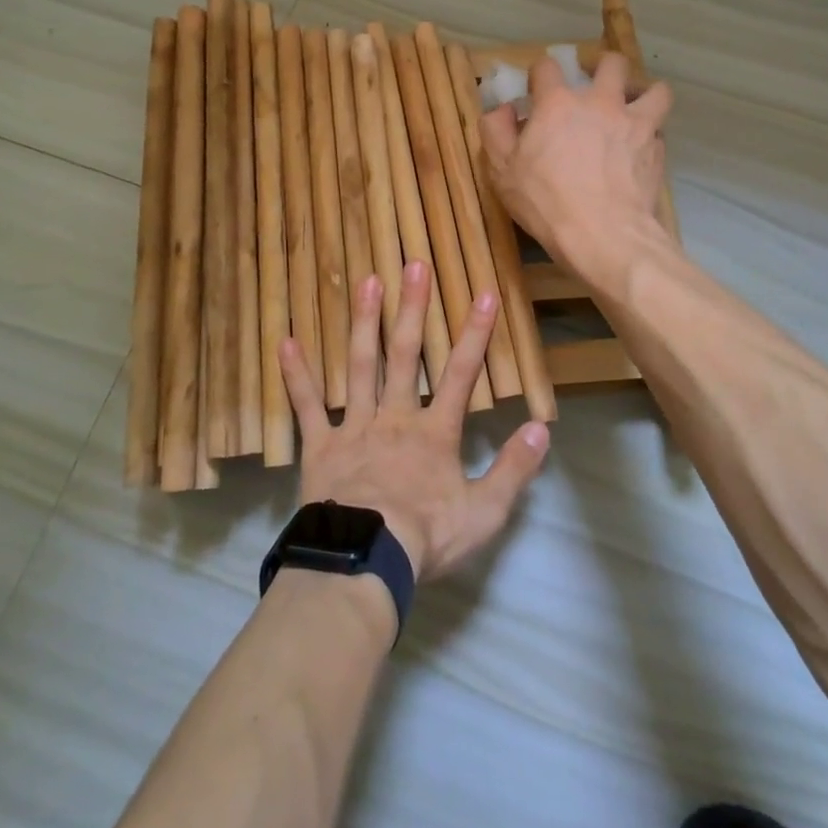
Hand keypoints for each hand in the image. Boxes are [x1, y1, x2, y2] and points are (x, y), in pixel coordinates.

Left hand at [278, 261, 549, 582]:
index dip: (475, 334)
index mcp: (434, 433)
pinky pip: (307, 407)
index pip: (460, 375)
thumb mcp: (484, 513)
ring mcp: (355, 428)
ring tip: (367, 282)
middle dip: (413, 309)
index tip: (484, 294)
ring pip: (360, 366)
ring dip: (364, 323)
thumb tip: (541, 428)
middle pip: (405, 355)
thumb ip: (513, 469)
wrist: (364, 562)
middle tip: (414, 265)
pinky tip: (286, 342)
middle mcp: (394, 417)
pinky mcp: (320, 446)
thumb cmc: (426, 538)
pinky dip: (297, 375)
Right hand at [479, 50, 674, 295]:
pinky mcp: (656, 150)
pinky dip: (650, 134)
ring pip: (654, 89)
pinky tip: (639, 149)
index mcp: (558, 103)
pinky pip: (659, 130)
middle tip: (594, 82)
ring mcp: (635, 124)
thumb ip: (496, 132)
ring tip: (632, 106)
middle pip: (611, 63)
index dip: (539, 73)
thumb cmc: (546, 202)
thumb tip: (503, 110)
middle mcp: (601, 103)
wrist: (604, 235)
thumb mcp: (502, 170)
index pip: (547, 66)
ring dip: (642, 93)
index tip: (536, 88)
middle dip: (602, 66)